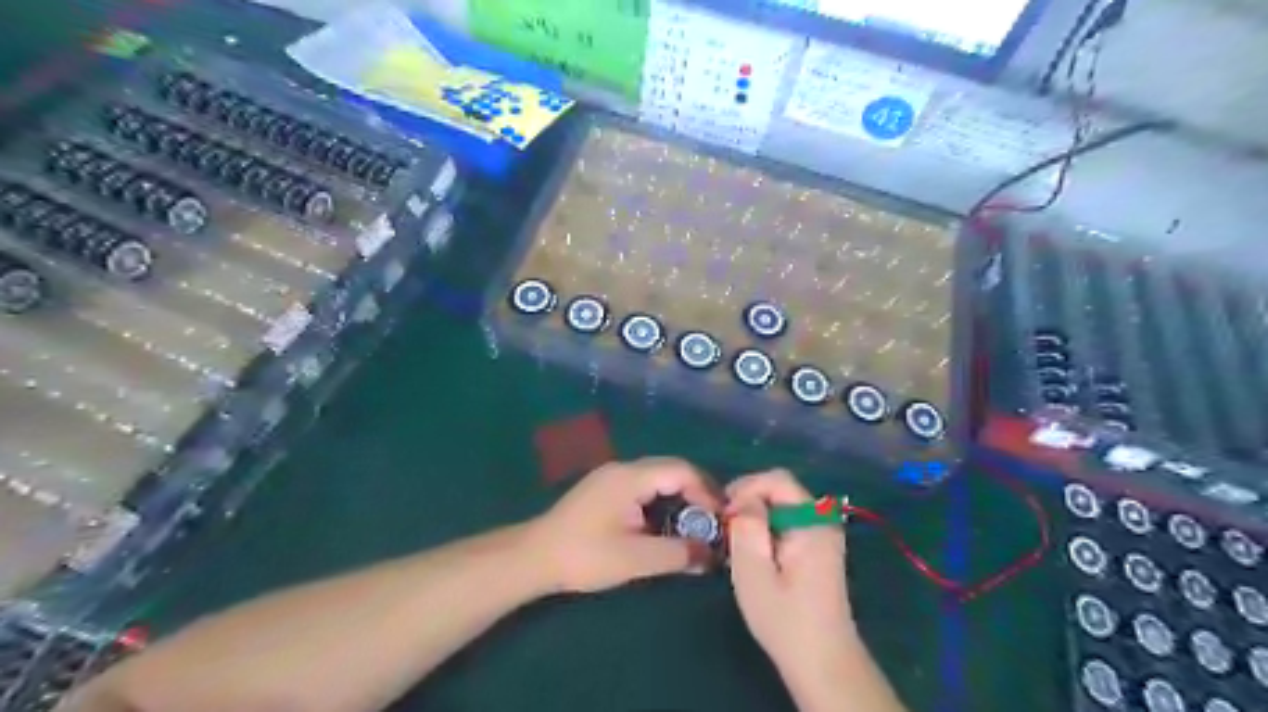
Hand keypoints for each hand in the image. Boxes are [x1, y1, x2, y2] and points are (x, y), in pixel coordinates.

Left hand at [525, 460, 722, 592]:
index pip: (681, 470)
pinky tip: (663, 526)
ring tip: (693, 527)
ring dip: (678, 498)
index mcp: (631, 477)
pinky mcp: (604, 490)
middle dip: (696, 494)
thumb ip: (678, 554)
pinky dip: (661, 502)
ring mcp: (611, 477)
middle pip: (671, 470)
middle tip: (712, 523)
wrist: (534, 557)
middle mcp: (623, 469)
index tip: (721, 518)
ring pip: (657, 479)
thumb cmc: (585, 556)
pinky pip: (642, 487)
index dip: (707, 491)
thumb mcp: (636, 559)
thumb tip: (711, 556)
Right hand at [722, 469, 851, 674]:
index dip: (746, 488)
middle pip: (780, 488)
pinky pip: (787, 520)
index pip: (777, 479)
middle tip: (725, 528)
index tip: (725, 515)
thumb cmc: (784, 620)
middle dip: (748, 501)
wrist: (822, 661)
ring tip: (734, 541)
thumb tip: (743, 499)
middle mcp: (822, 520)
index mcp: (812, 522)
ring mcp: (822, 533)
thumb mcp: (754, 572)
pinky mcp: (817, 546)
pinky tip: (752, 552)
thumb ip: (747, 528)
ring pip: (781, 504)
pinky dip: (765, 527)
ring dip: (755, 515)